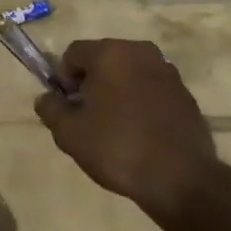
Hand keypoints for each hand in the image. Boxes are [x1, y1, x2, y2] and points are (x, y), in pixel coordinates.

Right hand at [35, 38, 219, 221]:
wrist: (182, 179)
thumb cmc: (119, 148)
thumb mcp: (70, 133)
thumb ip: (51, 109)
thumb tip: (46, 98)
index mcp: (111, 52)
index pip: (73, 54)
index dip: (63, 80)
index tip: (68, 108)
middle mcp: (140, 52)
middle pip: (102, 60)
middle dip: (91, 84)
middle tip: (88, 119)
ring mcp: (167, 71)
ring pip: (128, 74)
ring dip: (117, 92)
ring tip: (115, 129)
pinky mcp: (185, 94)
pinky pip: (151, 89)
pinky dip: (141, 103)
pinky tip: (141, 134)